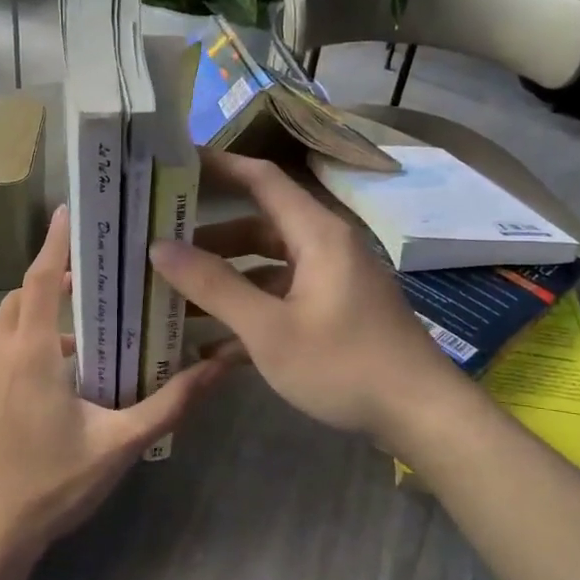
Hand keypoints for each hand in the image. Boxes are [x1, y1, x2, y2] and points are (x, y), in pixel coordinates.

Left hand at [0, 205, 229, 557]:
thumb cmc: (55, 485)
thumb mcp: (121, 444)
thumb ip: (171, 403)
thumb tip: (220, 367)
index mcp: (31, 356)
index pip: (43, 280)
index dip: (55, 243)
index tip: (67, 212)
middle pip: (21, 299)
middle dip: (51, 284)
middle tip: (90, 290)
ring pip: (4, 332)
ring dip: (36, 327)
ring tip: (76, 352)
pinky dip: (17, 357)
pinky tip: (41, 394)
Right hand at [149, 150, 454, 446]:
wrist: (420, 414)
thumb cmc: (344, 364)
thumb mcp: (269, 329)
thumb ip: (214, 286)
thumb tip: (159, 247)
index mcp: (316, 234)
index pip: (261, 179)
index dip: (218, 166)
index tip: (173, 165)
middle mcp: (325, 247)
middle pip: (259, 226)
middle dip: (209, 239)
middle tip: (160, 246)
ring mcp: (332, 281)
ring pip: (268, 267)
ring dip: (226, 281)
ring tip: (175, 299)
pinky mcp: (335, 312)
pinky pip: (283, 298)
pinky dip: (251, 311)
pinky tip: (213, 345)